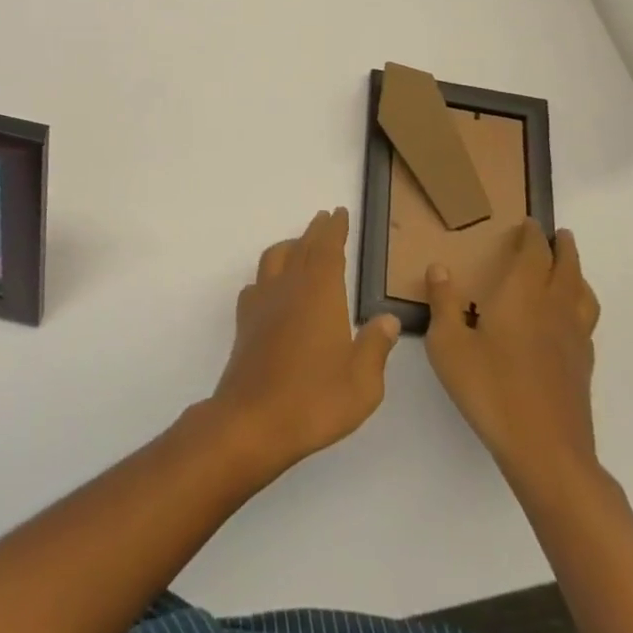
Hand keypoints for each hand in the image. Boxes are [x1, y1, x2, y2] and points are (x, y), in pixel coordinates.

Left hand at [208, 208, 400, 476]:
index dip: (334, 229)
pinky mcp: (245, 321)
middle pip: (302, 247)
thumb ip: (375, 346)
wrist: (253, 419)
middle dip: (315, 231)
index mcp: (320, 293)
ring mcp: (262, 302)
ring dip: (291, 246)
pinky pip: (257, 283)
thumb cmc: (314, 400)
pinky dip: (269, 275)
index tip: (339, 213)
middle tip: (325, 219)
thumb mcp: (362, 383)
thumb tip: (387, 319)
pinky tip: (273, 288)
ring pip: (275, 258)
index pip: (328, 248)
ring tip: (301, 246)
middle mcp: (289, 287)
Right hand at [425, 222, 601, 496]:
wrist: (546, 451)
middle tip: (560, 234)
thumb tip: (439, 267)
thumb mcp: (449, 345)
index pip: (534, 255)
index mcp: (522, 297)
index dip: (532, 236)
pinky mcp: (582, 367)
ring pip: (583, 295)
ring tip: (571, 269)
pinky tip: (569, 320)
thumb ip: (443, 304)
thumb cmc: (490, 390)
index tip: (529, 223)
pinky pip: (586, 322)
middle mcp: (553, 310)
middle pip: (567, 269)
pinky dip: (581, 306)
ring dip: (578, 275)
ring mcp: (573, 340)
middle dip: (563, 248)